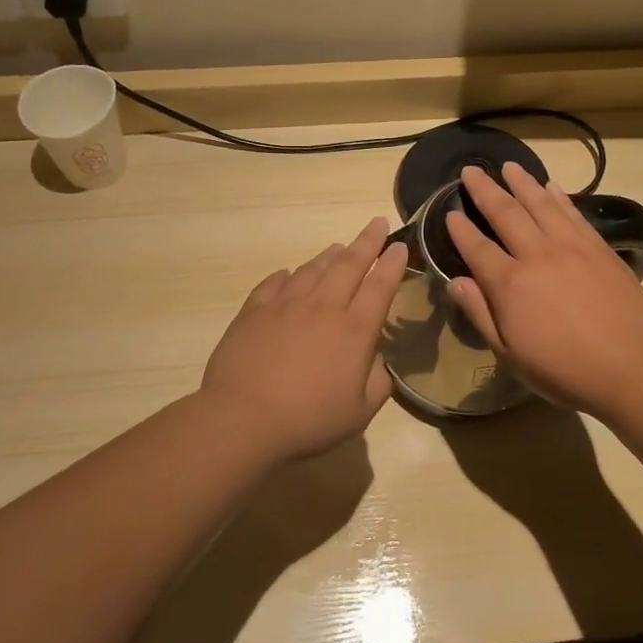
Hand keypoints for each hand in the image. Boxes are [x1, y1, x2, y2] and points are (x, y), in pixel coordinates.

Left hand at [200, 217, 408, 459]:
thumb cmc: (308, 420)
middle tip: (377, 223)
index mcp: (354, 330)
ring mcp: (286, 305)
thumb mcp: (359, 413)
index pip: (380, 287)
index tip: (400, 246)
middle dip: (367, 242)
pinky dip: (287, 275)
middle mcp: (323, 307)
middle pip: (349, 265)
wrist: (243, 418)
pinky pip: (274, 283)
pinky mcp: (254, 310)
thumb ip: (377, 383)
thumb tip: (377, 360)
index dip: (392, 264)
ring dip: (329, 255)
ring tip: (338, 247)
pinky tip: (288, 274)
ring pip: (313, 269)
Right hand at [446, 162, 642, 413]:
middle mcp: (537, 255)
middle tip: (471, 170)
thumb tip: (455, 281)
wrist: (630, 368)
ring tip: (509, 166)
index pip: (477, 247)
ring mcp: (571, 247)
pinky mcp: (599, 248)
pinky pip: (573, 213)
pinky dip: (559, 197)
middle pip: (506, 213)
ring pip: (541, 204)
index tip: (449, 212)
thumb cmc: (563, 370)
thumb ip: (480, 314)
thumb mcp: (510, 354)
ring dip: (522, 182)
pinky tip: (550, 186)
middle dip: (485, 190)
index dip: (460, 229)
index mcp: (510, 284)